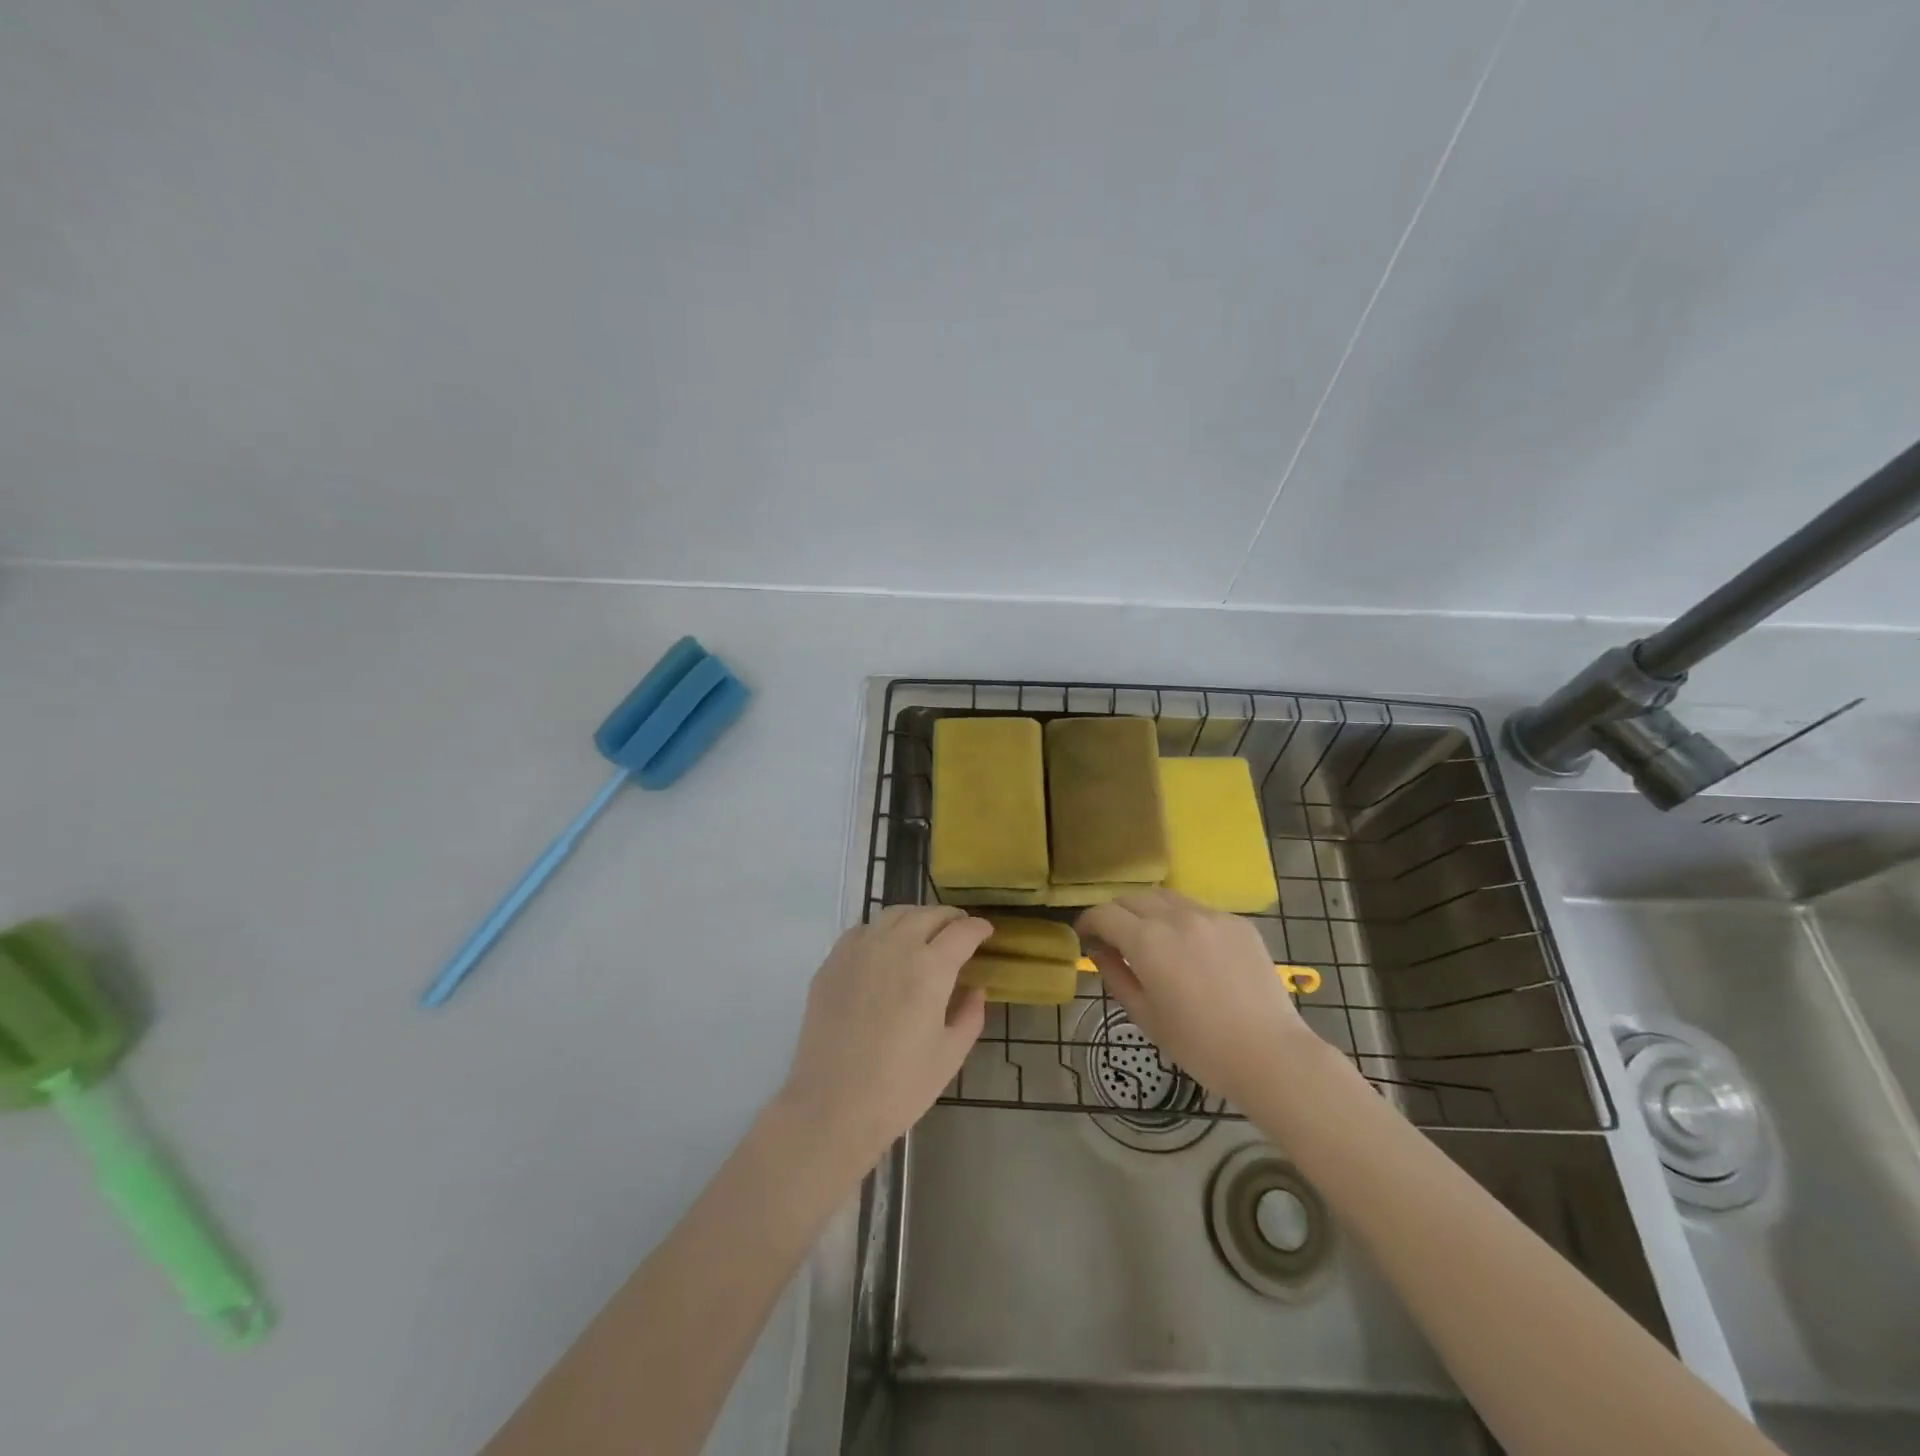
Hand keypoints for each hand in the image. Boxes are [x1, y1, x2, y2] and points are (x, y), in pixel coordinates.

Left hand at [776, 905, 991, 1172]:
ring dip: (917, 918)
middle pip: (928, 914)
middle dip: (950, 918)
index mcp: (930, 968)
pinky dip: (882, 930)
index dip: (979, 928)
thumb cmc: (899, 1088)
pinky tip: (885, 949)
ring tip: (925, 934)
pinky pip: (863, 930)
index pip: (962, 932)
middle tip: (960, 931)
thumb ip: (970, 1014)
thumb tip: (975, 987)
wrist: (831, 1107)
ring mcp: (859, 950)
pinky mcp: (832, 962)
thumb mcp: (950, 1055)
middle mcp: (894, 946)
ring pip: (894, 914)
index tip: (986, 932)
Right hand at [1078, 890, 1316, 1106]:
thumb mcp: (1144, 1015)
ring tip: (1151, 938)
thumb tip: (1098, 950)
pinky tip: (1191, 950)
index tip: (1084, 936)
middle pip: (1133, 898)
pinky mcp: (1237, 922)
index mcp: (1147, 941)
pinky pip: (1198, 910)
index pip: (1104, 913)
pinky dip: (1182, 920)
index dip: (1088, 922)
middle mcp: (1176, 916)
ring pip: (1165, 897)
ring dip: (1148, 911)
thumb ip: (1115, 975)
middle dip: (1116, 914)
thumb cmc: (1199, 1045)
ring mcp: (1210, 915)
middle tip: (1114, 939)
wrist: (1269, 1054)